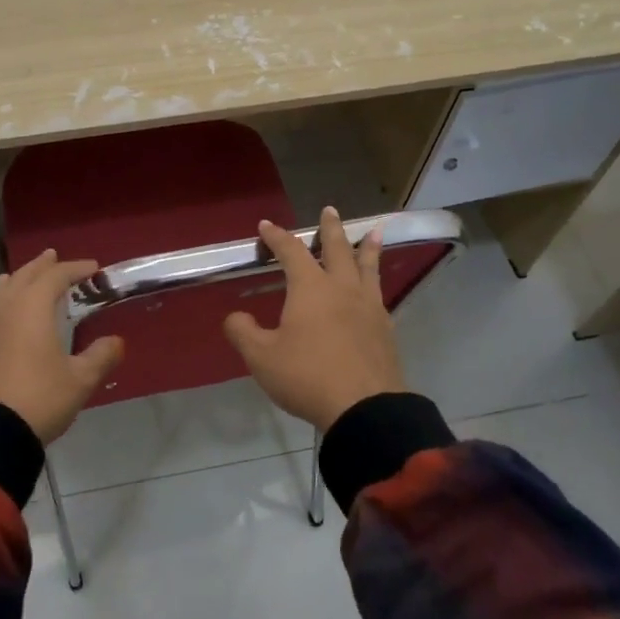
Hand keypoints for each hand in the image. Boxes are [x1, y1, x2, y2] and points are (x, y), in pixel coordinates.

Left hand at [0, 249, 124, 444]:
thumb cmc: (39, 398)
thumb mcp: (80, 381)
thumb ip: (101, 356)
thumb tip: (116, 342)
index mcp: (32, 307)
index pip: (55, 276)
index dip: (75, 268)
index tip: (93, 268)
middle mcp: (4, 307)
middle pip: (24, 276)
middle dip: (42, 266)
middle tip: (54, 258)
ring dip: (15, 280)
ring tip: (22, 277)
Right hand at [223, 206, 405, 432]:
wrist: (365, 408)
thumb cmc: (307, 376)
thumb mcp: (262, 357)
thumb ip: (243, 332)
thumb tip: (234, 316)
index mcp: (310, 289)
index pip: (291, 252)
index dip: (277, 237)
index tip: (266, 225)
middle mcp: (342, 288)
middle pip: (336, 249)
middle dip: (329, 228)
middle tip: (329, 210)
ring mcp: (369, 307)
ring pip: (368, 267)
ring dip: (367, 247)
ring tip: (373, 232)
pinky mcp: (385, 328)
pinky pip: (379, 293)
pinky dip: (376, 280)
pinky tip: (376, 289)